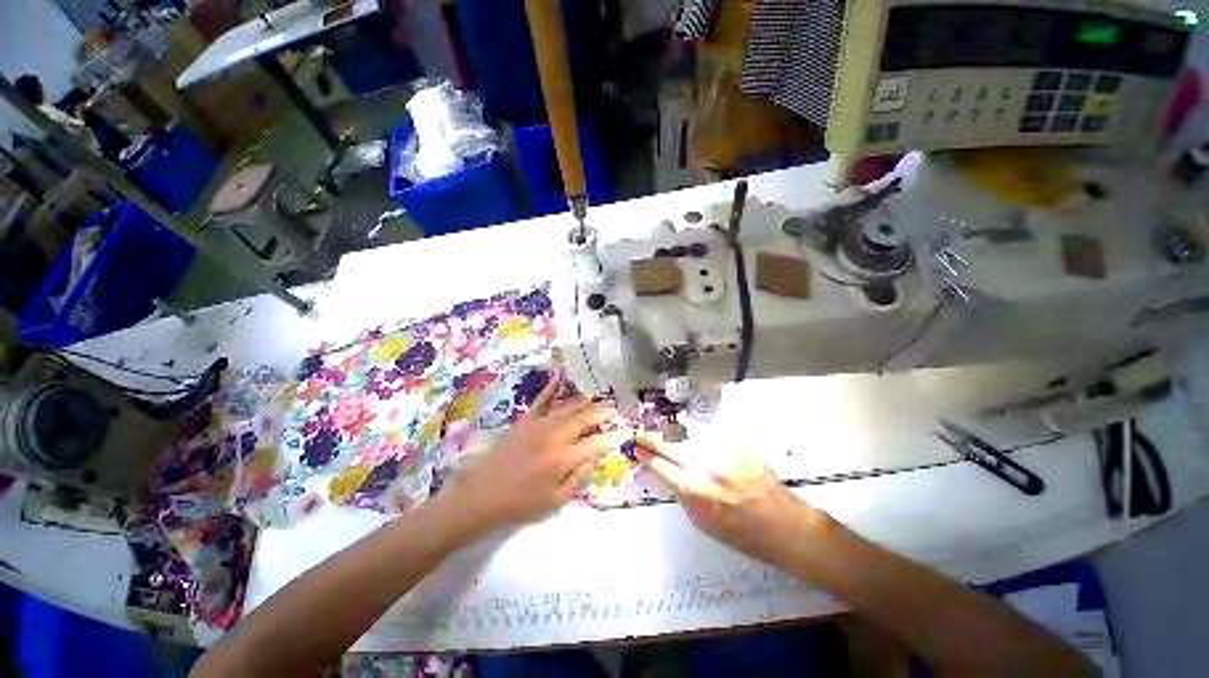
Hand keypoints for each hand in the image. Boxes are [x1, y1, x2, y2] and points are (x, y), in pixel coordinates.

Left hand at [439, 373, 627, 533]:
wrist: (481, 494)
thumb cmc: (520, 503)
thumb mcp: (555, 500)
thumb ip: (578, 475)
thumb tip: (594, 455)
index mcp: (563, 458)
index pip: (596, 443)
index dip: (613, 436)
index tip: (625, 430)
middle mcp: (555, 436)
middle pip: (584, 418)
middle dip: (602, 412)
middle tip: (614, 408)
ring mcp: (540, 424)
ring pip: (568, 407)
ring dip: (585, 402)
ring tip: (597, 398)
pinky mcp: (526, 419)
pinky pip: (542, 399)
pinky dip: (552, 386)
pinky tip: (561, 374)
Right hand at [634, 436, 819, 565]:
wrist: (784, 525)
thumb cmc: (741, 533)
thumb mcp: (702, 522)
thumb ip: (682, 494)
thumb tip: (666, 473)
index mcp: (694, 492)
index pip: (660, 466)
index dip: (646, 455)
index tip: (636, 448)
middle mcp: (705, 467)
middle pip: (670, 445)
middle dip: (652, 438)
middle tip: (640, 432)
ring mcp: (723, 453)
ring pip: (688, 436)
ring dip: (672, 434)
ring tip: (662, 430)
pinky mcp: (737, 445)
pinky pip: (709, 436)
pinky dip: (697, 435)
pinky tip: (691, 433)